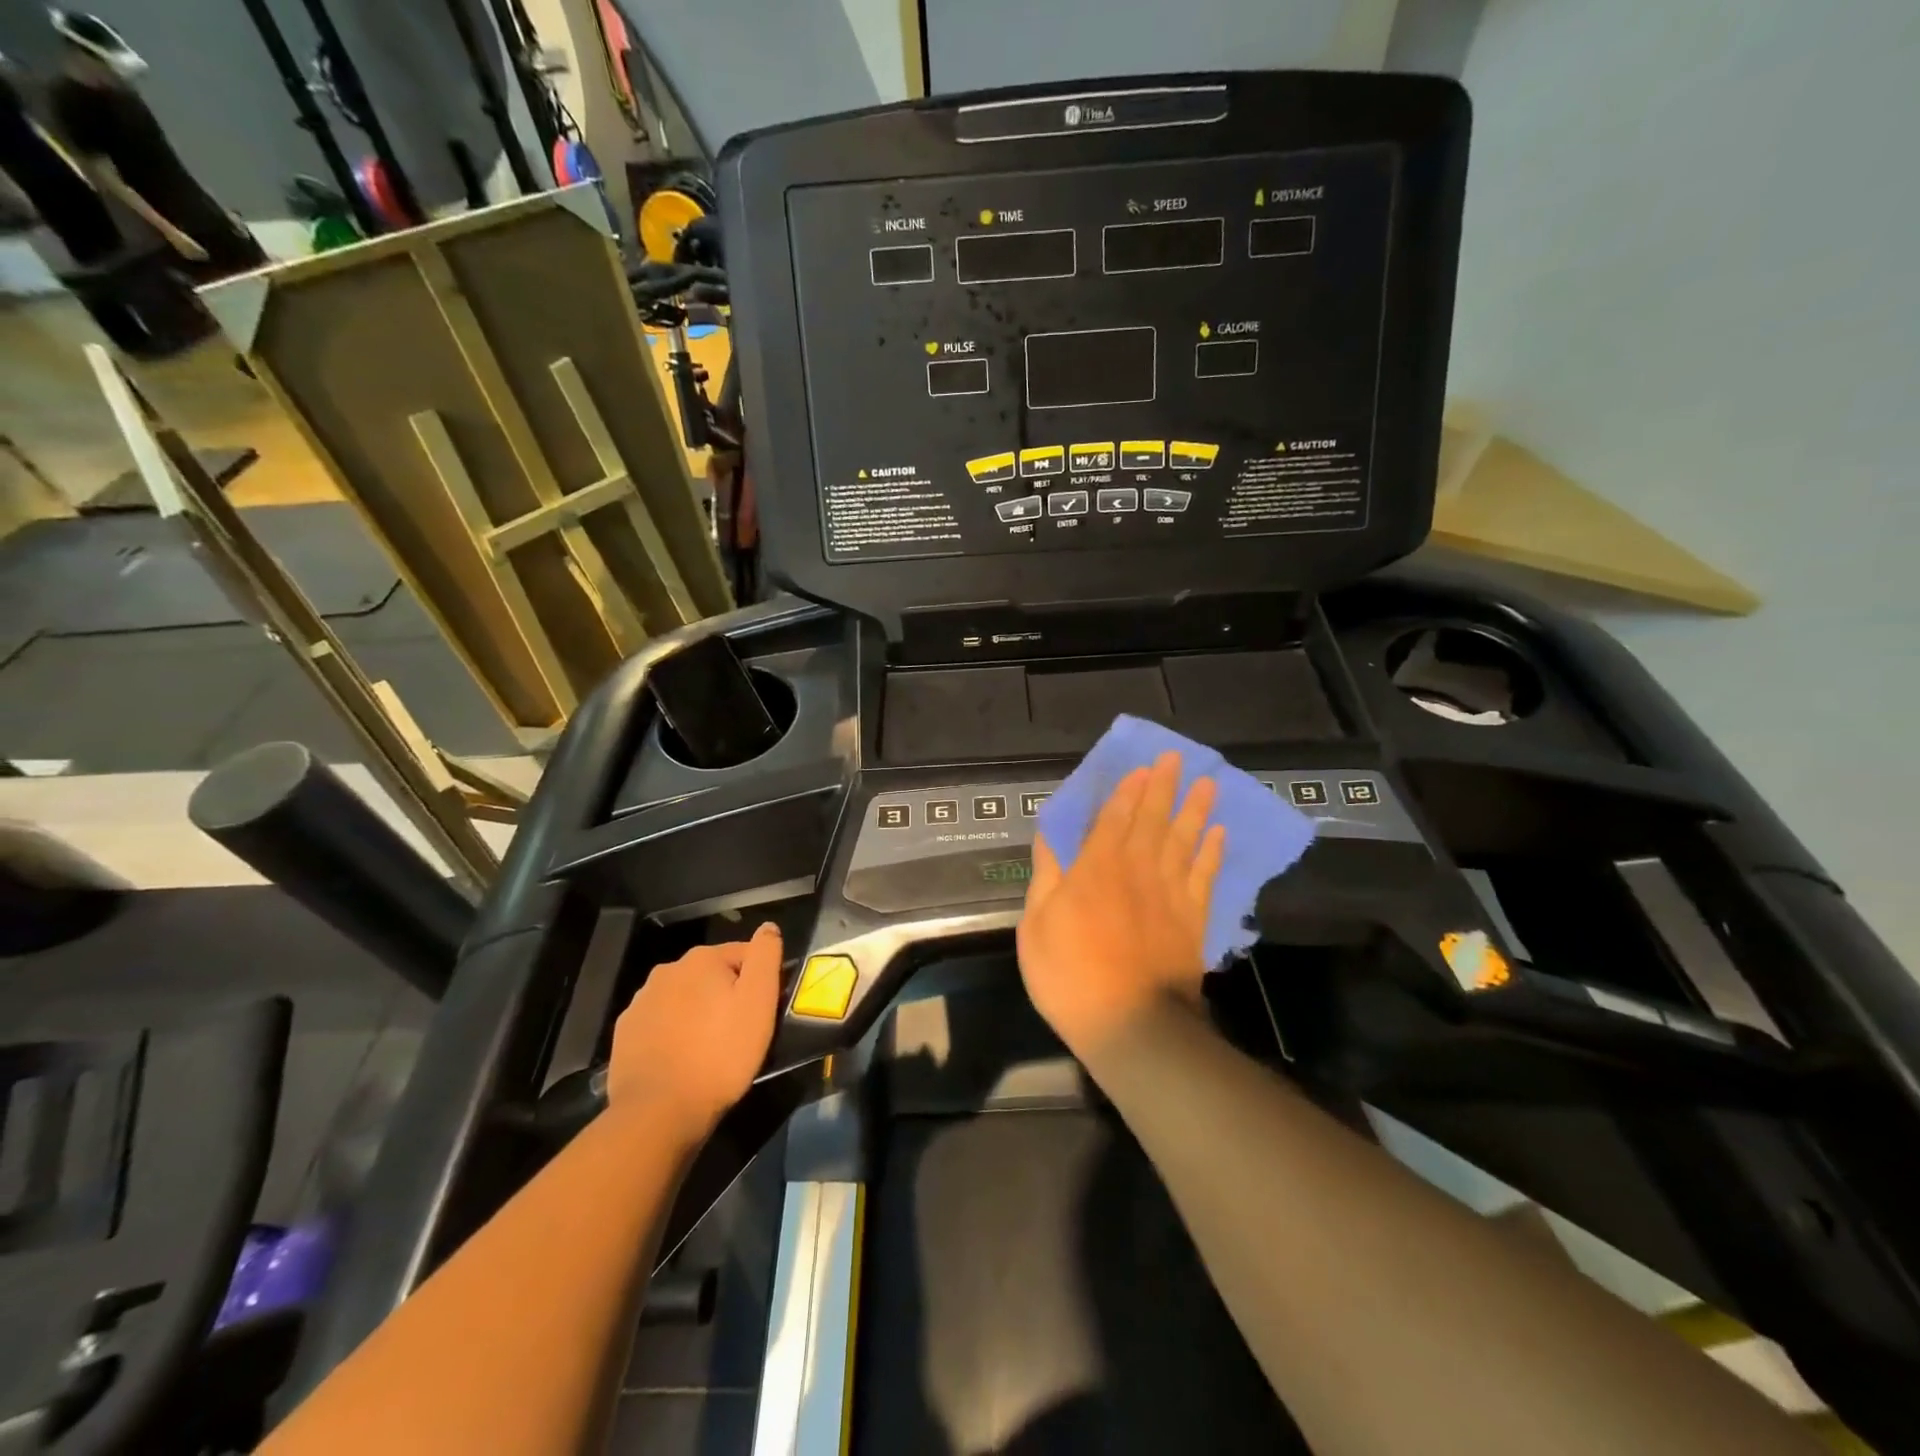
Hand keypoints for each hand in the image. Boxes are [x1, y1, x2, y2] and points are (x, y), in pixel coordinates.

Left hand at [606, 922, 782, 1139]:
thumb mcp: (759, 1002)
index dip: (760, 980)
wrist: (659, 1112)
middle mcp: (667, 971)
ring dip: (699, 1012)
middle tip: (740, 1031)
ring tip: (710, 1048)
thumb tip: (769, 927)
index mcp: (702, 959)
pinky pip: (661, 1022)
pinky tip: (682, 1058)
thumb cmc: (720, 1054)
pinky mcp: (625, 1033)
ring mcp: (641, 1002)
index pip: (745, 954)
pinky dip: (674, 1032)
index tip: (765, 1010)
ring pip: (684, 998)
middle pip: (712, 975)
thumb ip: (765, 956)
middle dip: (727, 994)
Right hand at [1017, 752, 1225, 1061]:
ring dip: (1195, 810)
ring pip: (1184, 841)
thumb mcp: (1037, 926)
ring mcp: (1169, 894)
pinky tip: (1219, 834)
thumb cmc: (1070, 975)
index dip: (1127, 791)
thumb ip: (1047, 878)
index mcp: (1095, 869)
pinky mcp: (1192, 920)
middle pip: (1152, 820)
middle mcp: (1136, 871)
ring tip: (1206, 783)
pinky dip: (1212, 853)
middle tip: (1176, 758)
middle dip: (1162, 787)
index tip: (1141, 767)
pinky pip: (1205, 877)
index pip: (1113, 819)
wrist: (1131, 1025)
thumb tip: (1048, 838)